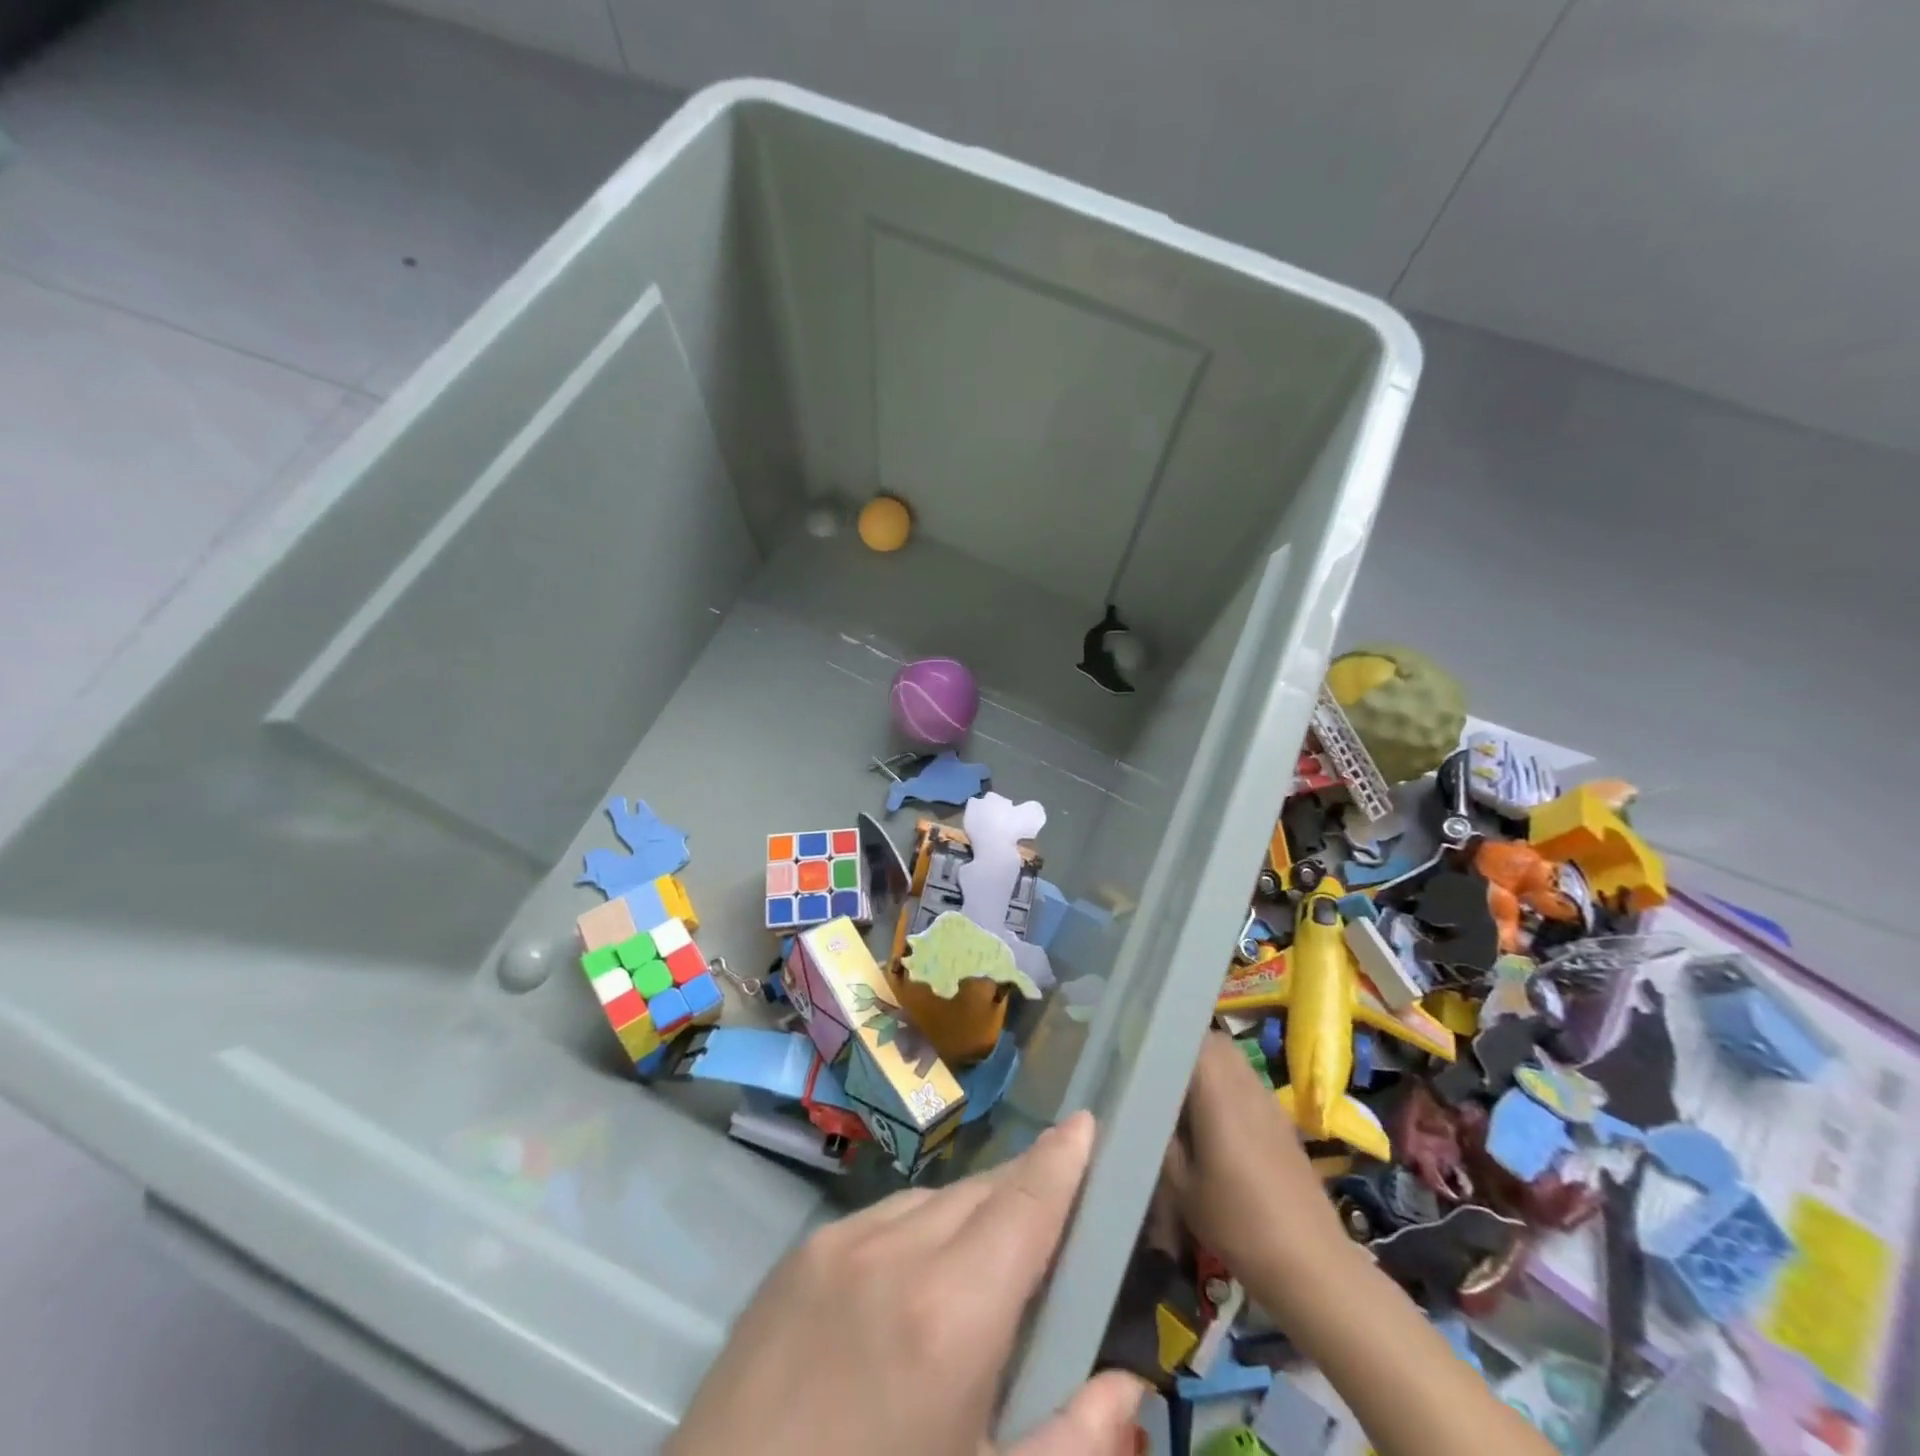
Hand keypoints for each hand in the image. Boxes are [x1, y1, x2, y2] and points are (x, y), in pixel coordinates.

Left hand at [668, 1111, 1145, 1455]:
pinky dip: (917, 1231)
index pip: (1025, 1204)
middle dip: (1026, 1189)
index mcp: (952, 1314)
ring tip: (984, 1264)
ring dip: (970, 1215)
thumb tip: (1127, 1382)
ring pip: (933, 1200)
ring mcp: (840, 1241)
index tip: (1087, 1123)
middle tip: (1058, 1209)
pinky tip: (912, 1285)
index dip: (1063, 1159)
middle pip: (983, 1192)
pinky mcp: (800, 1252)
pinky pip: (882, 1217)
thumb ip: (1070, 1443)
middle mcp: (896, 1250)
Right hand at [1161, 1033, 1353, 1309]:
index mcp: (1218, 1093)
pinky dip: (1227, 1088)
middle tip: (1157, 1072)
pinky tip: (1214, 1124)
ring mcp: (1269, 1102)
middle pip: (1215, 1043)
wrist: (1313, 1267)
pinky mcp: (1282, 1122)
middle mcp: (1246, 1086)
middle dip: (1185, 1047)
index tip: (1140, 1048)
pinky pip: (1248, 1084)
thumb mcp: (1182, 1187)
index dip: (1165, 1035)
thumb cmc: (1239, 1225)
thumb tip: (1146, 1106)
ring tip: (1181, 1097)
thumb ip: (1162, 1138)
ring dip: (1208, 1068)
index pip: (1192, 1037)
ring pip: (1234, 1062)